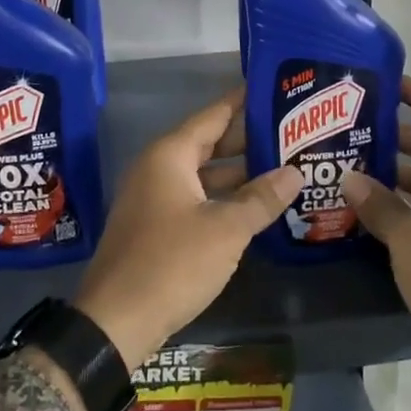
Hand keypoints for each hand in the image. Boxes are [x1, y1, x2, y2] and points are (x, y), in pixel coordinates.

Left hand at [73, 90, 300, 370]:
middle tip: (289, 132)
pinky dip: (222, 197)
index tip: (270, 89)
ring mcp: (153, 198)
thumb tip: (295, 172)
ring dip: (238, 173)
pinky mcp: (154, 226)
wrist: (116, 322)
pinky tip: (252, 206)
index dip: (241, 102)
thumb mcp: (226, 229)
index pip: (213, 115)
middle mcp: (158, 168)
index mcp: (170, 155)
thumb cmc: (172, 263)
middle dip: (247, 140)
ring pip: (202, 174)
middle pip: (208, 143)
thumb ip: (261, 198)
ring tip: (281, 167)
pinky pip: (194, 198)